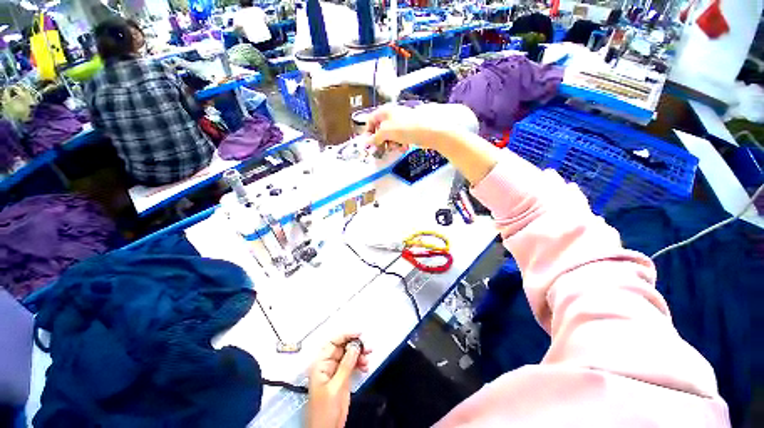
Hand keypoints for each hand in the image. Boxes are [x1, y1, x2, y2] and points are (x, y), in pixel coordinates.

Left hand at [306, 333, 371, 427]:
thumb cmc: (323, 413)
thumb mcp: (335, 387)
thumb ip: (345, 366)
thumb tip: (354, 347)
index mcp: (320, 364)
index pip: (332, 342)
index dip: (345, 335)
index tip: (358, 333)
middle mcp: (328, 365)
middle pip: (343, 347)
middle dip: (356, 345)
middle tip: (366, 347)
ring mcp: (336, 371)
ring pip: (349, 355)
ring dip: (360, 354)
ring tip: (367, 357)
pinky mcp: (343, 378)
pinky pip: (353, 364)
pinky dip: (360, 363)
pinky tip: (365, 366)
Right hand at [365, 105, 438, 151]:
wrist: (428, 129)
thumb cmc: (404, 128)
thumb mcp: (386, 132)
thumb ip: (375, 137)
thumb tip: (368, 142)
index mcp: (384, 111)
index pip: (371, 120)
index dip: (368, 131)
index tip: (368, 143)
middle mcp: (392, 115)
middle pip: (381, 129)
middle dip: (381, 141)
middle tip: (381, 150)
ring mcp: (402, 123)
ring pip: (391, 136)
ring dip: (391, 144)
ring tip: (396, 148)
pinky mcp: (410, 130)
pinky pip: (400, 138)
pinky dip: (400, 144)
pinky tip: (404, 148)